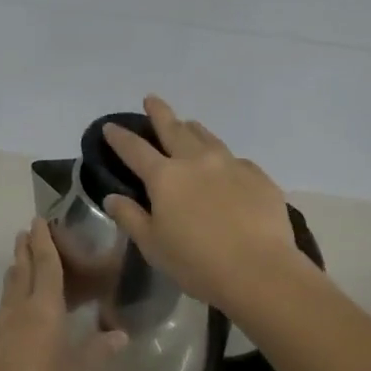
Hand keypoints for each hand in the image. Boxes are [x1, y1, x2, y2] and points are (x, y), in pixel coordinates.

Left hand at [0, 219, 126, 370]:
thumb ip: (100, 351)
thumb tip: (120, 334)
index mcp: (44, 308)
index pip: (45, 265)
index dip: (43, 241)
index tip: (38, 220)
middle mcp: (18, 309)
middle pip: (21, 270)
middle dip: (24, 249)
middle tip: (26, 233)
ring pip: (8, 289)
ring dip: (15, 271)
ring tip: (20, 264)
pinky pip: (2, 310)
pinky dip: (11, 299)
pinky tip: (16, 314)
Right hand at [101, 96, 308, 314]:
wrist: (260, 271)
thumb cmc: (197, 264)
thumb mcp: (153, 246)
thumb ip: (131, 217)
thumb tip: (112, 198)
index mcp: (165, 177)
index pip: (135, 149)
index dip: (120, 137)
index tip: (110, 126)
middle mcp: (196, 160)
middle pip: (173, 128)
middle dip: (159, 112)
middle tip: (151, 100)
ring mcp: (230, 164)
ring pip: (207, 136)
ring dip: (192, 128)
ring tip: (187, 125)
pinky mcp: (258, 175)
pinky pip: (235, 159)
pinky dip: (222, 158)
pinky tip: (225, 168)